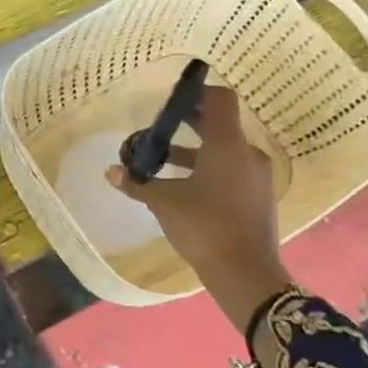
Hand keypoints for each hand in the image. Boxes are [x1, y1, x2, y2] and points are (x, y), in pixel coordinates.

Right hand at [104, 85, 290, 333]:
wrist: (246, 274)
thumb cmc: (204, 227)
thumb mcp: (164, 202)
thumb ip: (137, 183)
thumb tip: (110, 171)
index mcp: (228, 145)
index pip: (220, 99)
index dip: (196, 93)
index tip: (171, 101)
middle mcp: (247, 154)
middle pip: (219, 123)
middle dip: (188, 122)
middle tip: (157, 126)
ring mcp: (256, 176)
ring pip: (223, 149)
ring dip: (193, 149)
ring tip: (161, 160)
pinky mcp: (257, 196)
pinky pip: (231, 169)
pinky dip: (207, 168)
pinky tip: (181, 186)